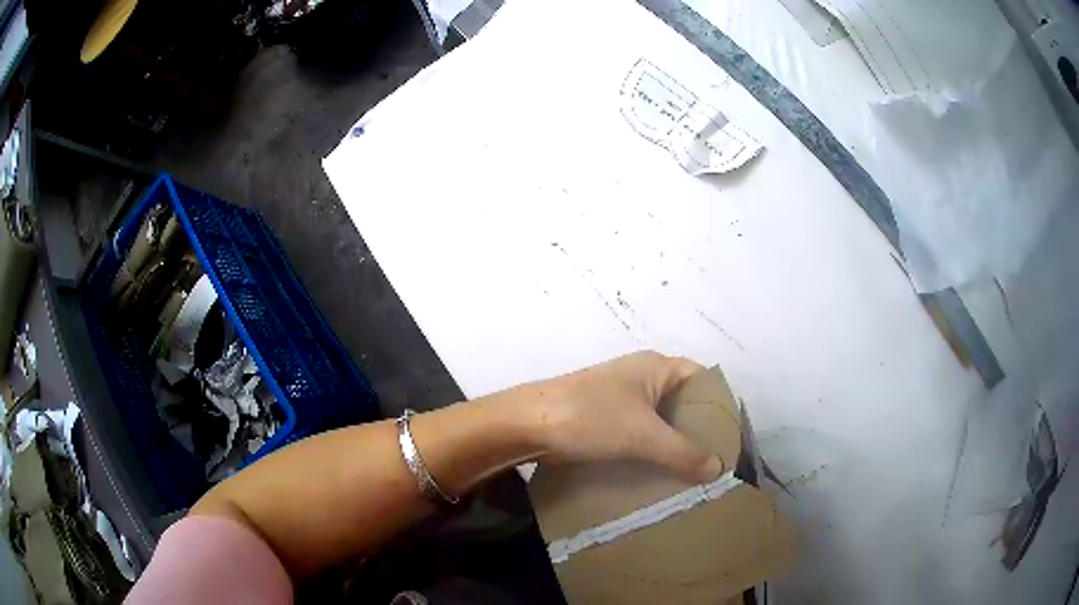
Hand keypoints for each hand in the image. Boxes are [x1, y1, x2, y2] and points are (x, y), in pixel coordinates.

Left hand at [512, 351, 723, 482]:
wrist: (527, 424)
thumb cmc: (591, 418)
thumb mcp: (643, 436)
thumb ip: (684, 452)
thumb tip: (717, 469)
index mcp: (657, 367)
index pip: (703, 379)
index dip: (720, 405)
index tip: (732, 435)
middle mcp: (642, 377)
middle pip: (683, 402)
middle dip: (699, 430)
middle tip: (716, 459)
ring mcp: (621, 397)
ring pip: (660, 420)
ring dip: (675, 443)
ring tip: (693, 471)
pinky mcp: (604, 418)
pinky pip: (640, 432)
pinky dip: (653, 449)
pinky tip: (661, 471)